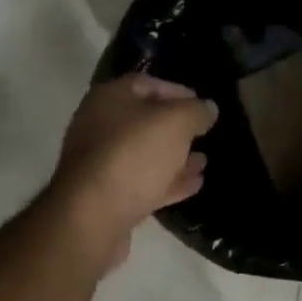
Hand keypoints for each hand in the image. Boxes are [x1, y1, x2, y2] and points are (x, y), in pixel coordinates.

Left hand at [48, 74, 217, 269]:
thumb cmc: (134, 155)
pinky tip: (194, 184)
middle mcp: (99, 126)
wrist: (93, 216)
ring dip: (175, 157)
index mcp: (109, 98)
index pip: (147, 84)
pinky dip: (168, 181)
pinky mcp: (107, 196)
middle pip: (144, 120)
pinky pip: (143, 182)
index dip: (178, 91)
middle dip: (176, 128)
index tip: (203, 105)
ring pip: (144, 154)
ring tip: (203, 161)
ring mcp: (101, 163)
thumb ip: (196, 112)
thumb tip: (208, 108)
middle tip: (203, 134)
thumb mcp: (175, 123)